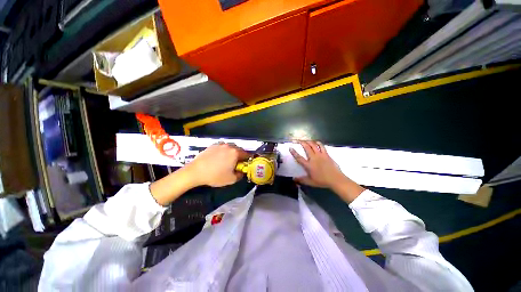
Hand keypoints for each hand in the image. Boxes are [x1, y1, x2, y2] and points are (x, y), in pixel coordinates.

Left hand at [185, 142, 248, 186]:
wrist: (196, 171)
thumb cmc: (215, 175)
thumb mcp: (231, 179)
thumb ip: (240, 175)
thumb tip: (241, 172)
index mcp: (235, 153)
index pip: (246, 154)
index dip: (247, 159)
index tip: (245, 164)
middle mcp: (229, 146)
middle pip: (238, 150)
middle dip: (239, 156)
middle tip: (236, 163)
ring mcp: (220, 145)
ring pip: (230, 148)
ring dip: (231, 153)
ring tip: (227, 160)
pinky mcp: (212, 145)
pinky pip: (221, 147)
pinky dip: (223, 151)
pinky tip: (218, 158)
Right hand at [289, 140, 345, 188]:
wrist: (335, 179)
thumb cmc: (322, 181)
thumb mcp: (310, 182)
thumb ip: (301, 180)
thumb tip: (293, 179)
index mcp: (308, 165)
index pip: (299, 157)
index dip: (294, 152)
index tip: (290, 148)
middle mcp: (313, 158)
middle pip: (306, 147)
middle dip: (301, 142)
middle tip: (297, 140)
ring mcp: (320, 155)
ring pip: (313, 145)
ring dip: (308, 141)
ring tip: (305, 140)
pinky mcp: (326, 154)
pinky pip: (321, 146)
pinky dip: (318, 143)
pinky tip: (315, 142)